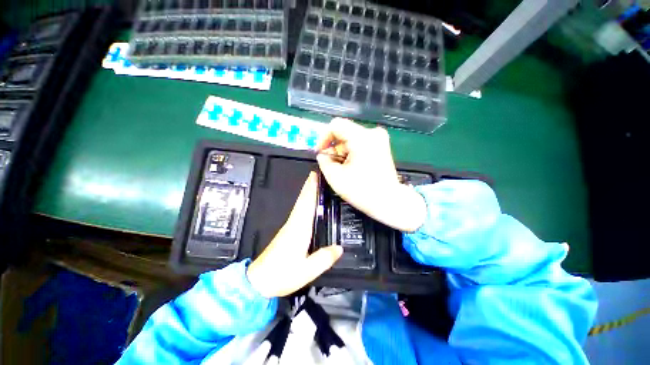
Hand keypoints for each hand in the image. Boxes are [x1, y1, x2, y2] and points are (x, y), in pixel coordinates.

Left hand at [247, 172, 342, 297]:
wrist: (258, 281)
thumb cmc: (282, 275)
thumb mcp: (306, 271)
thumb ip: (324, 259)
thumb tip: (340, 247)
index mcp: (299, 228)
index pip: (306, 203)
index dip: (311, 188)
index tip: (316, 175)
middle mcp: (294, 223)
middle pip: (303, 200)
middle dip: (310, 186)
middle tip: (319, 174)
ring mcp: (290, 226)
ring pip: (300, 204)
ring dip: (307, 192)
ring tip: (317, 184)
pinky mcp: (288, 231)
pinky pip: (299, 211)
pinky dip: (305, 202)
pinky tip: (310, 204)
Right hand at [316, 118, 426, 231]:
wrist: (389, 202)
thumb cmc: (362, 191)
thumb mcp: (336, 177)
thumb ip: (324, 162)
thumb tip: (322, 155)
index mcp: (362, 138)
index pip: (336, 125)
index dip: (323, 138)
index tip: (320, 153)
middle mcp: (372, 133)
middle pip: (344, 132)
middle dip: (334, 148)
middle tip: (330, 164)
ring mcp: (379, 139)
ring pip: (351, 139)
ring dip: (342, 152)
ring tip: (341, 168)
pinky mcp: (381, 146)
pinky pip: (360, 144)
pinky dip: (352, 153)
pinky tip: (351, 167)